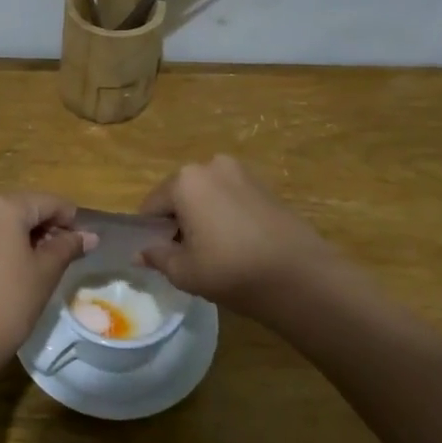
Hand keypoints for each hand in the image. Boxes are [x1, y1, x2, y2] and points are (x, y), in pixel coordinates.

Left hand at [0, 193, 97, 377]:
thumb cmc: (9, 301)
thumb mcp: (46, 272)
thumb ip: (68, 246)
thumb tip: (91, 236)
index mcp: (4, 205)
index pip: (49, 202)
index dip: (72, 220)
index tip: (86, 244)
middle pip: (27, 207)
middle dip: (51, 227)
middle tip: (70, 255)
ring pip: (10, 220)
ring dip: (32, 236)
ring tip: (50, 263)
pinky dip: (12, 243)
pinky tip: (24, 267)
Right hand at [137, 155, 344, 316]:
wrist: (301, 276)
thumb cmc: (231, 270)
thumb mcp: (183, 271)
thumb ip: (157, 257)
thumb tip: (140, 252)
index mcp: (184, 180)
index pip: (152, 205)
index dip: (150, 232)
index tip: (158, 256)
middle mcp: (210, 165)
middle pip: (180, 195)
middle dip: (177, 220)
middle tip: (186, 255)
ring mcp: (242, 172)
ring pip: (207, 195)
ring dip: (202, 216)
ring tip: (214, 250)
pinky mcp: (265, 185)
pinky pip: (231, 197)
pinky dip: (226, 215)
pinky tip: (237, 243)